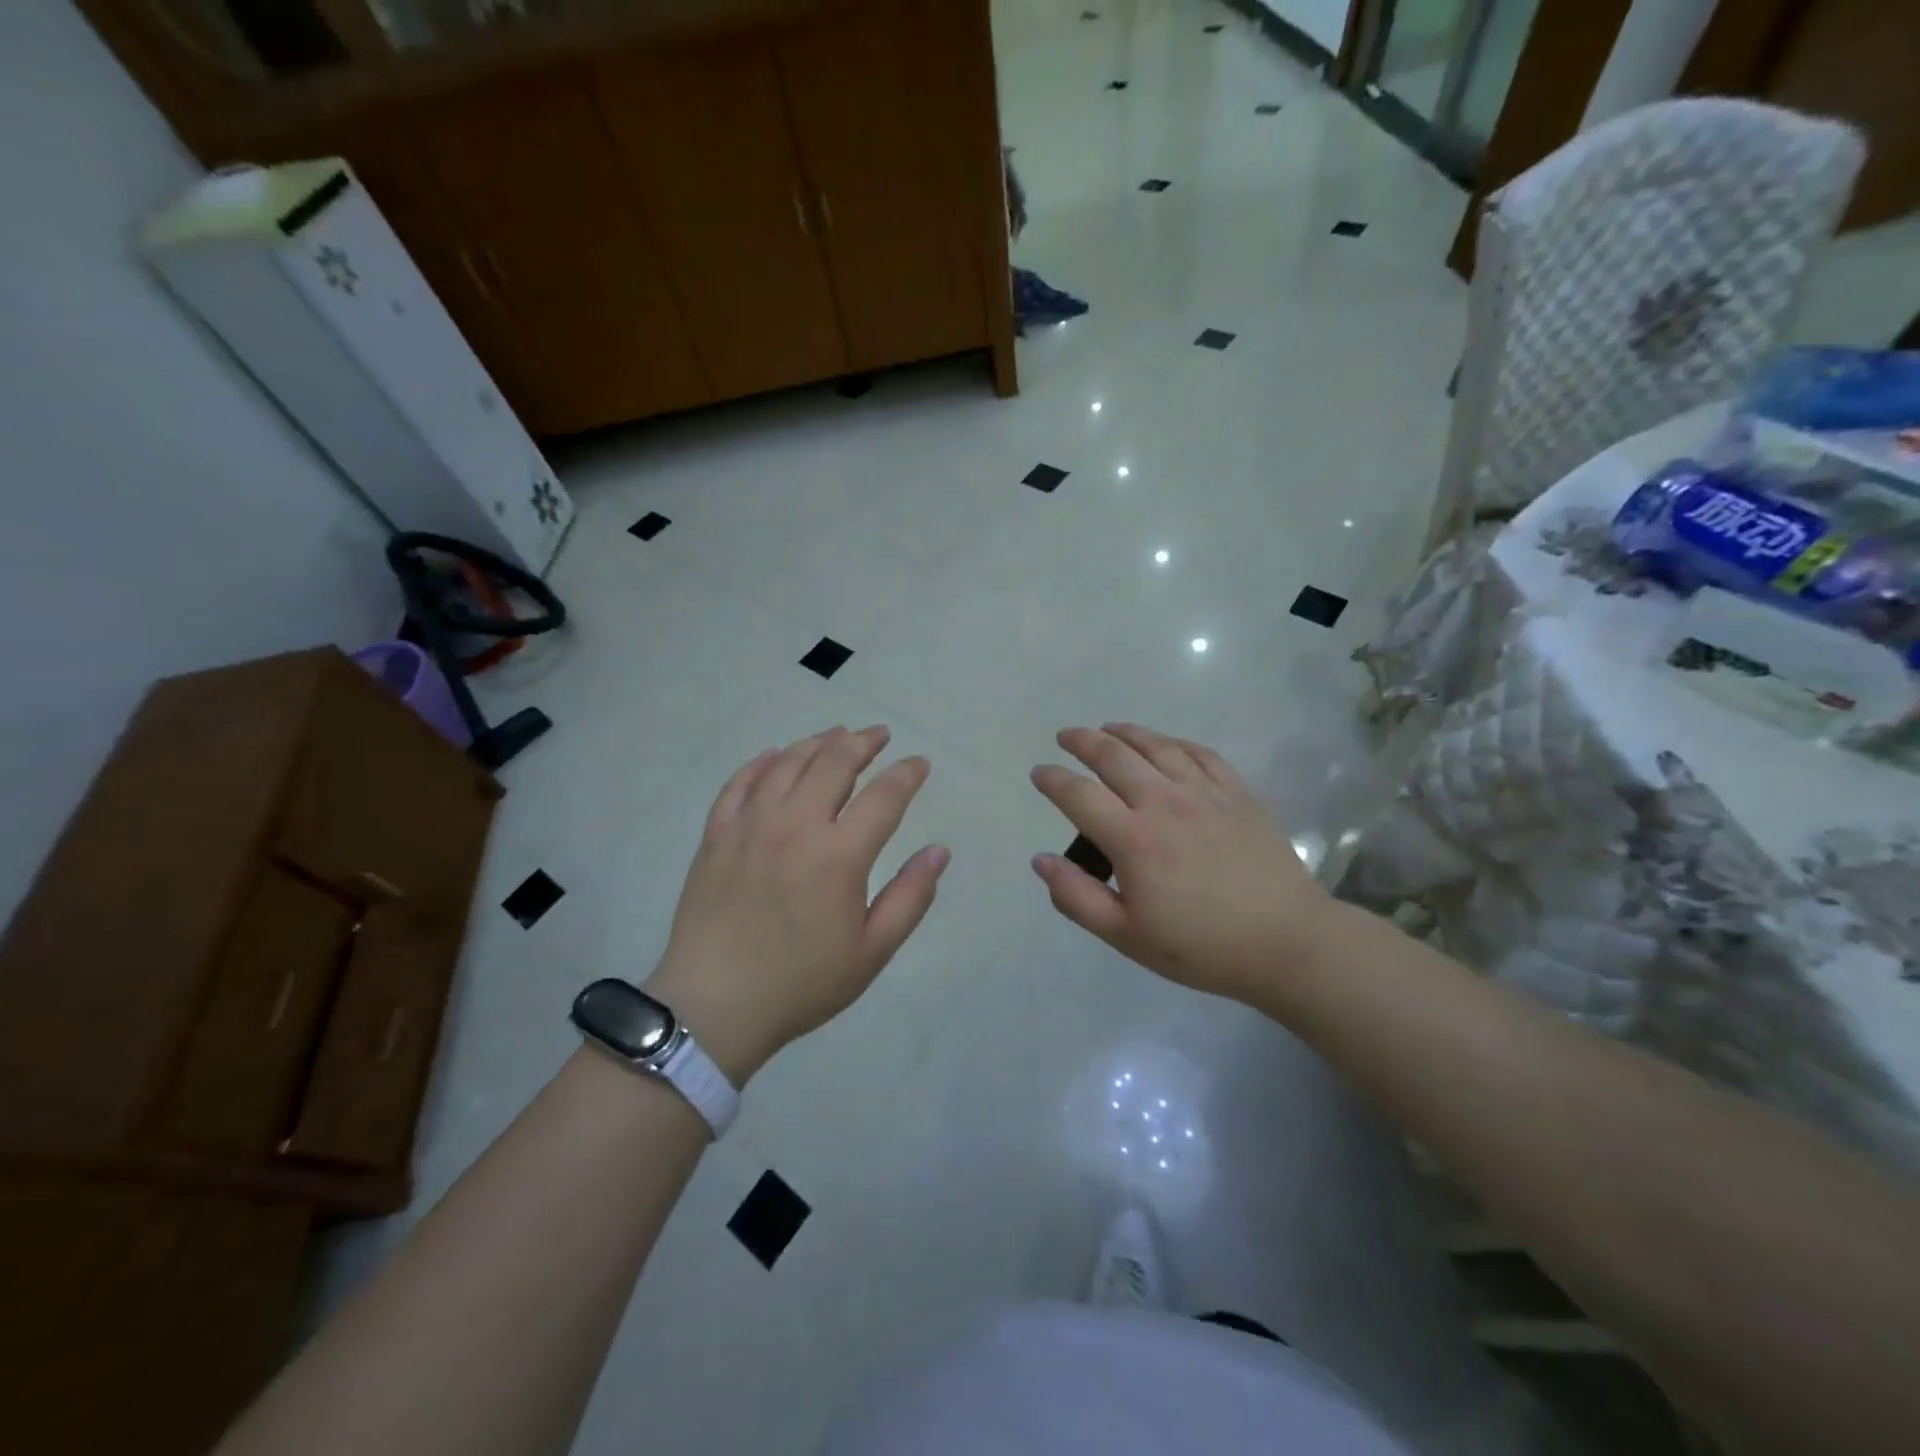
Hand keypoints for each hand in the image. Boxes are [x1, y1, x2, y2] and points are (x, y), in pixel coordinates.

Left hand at [646, 726, 947, 1083]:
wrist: (715, 1006)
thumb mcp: (872, 951)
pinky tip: (774, 756)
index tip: (920, 764)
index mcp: (839, 855)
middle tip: (879, 736)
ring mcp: (750, 825)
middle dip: (863, 742)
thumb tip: (939, 851)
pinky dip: (761, 763)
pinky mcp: (716, 835)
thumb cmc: (802, 983)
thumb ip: (911, 896)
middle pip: (834, 763)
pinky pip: (739, 783)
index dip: (907, 774)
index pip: (884, 796)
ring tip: (836, 735)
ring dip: (817, 743)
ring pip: (787, 763)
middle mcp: (795, 826)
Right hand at [1030, 724, 1331, 1002]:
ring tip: (1108, 729)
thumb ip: (1077, 897)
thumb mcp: (1127, 936)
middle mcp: (1164, 803)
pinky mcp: (1238, 793)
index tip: (1039, 773)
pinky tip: (1165, 743)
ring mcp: (1205, 793)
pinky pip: (1200, 753)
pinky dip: (1174, 742)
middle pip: (1114, 756)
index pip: (1078, 795)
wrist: (1287, 942)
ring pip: (1156, 746)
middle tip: (1066, 737)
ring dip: (1125, 732)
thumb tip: (1040, 860)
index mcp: (1133, 839)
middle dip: (1082, 741)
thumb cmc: (1201, 947)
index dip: (1052, 780)